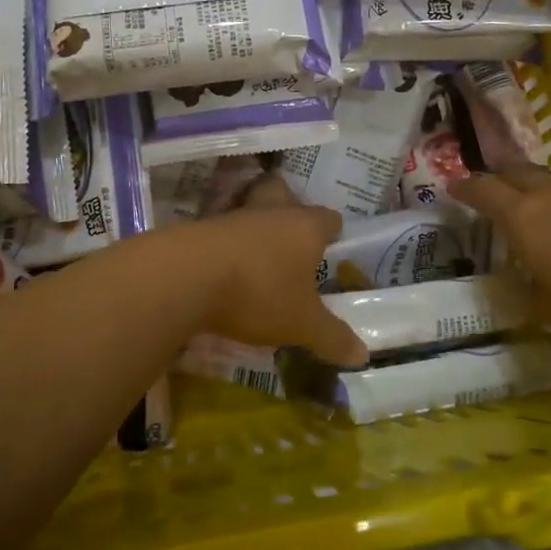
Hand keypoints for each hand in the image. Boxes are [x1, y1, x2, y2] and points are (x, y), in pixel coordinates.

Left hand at [177, 171, 367, 366]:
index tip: (333, 245)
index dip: (333, 230)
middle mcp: (271, 212)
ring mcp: (233, 216)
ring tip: (257, 256)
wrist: (187, 276)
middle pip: (283, 194)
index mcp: (305, 227)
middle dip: (289, 208)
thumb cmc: (259, 292)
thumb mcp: (301, 324)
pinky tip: (225, 267)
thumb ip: (332, 337)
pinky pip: (221, 230)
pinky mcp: (201, 229)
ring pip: (250, 210)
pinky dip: (225, 244)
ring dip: (254, 228)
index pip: (328, 218)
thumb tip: (363, 355)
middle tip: (292, 235)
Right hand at [451, 168, 550, 347]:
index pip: (484, 191)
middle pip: (516, 173)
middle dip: (498, 179)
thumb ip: (529, 299)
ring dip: (538, 194)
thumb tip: (514, 289)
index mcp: (525, 218)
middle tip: (489, 191)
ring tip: (539, 216)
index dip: (464, 188)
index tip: (451, 187)